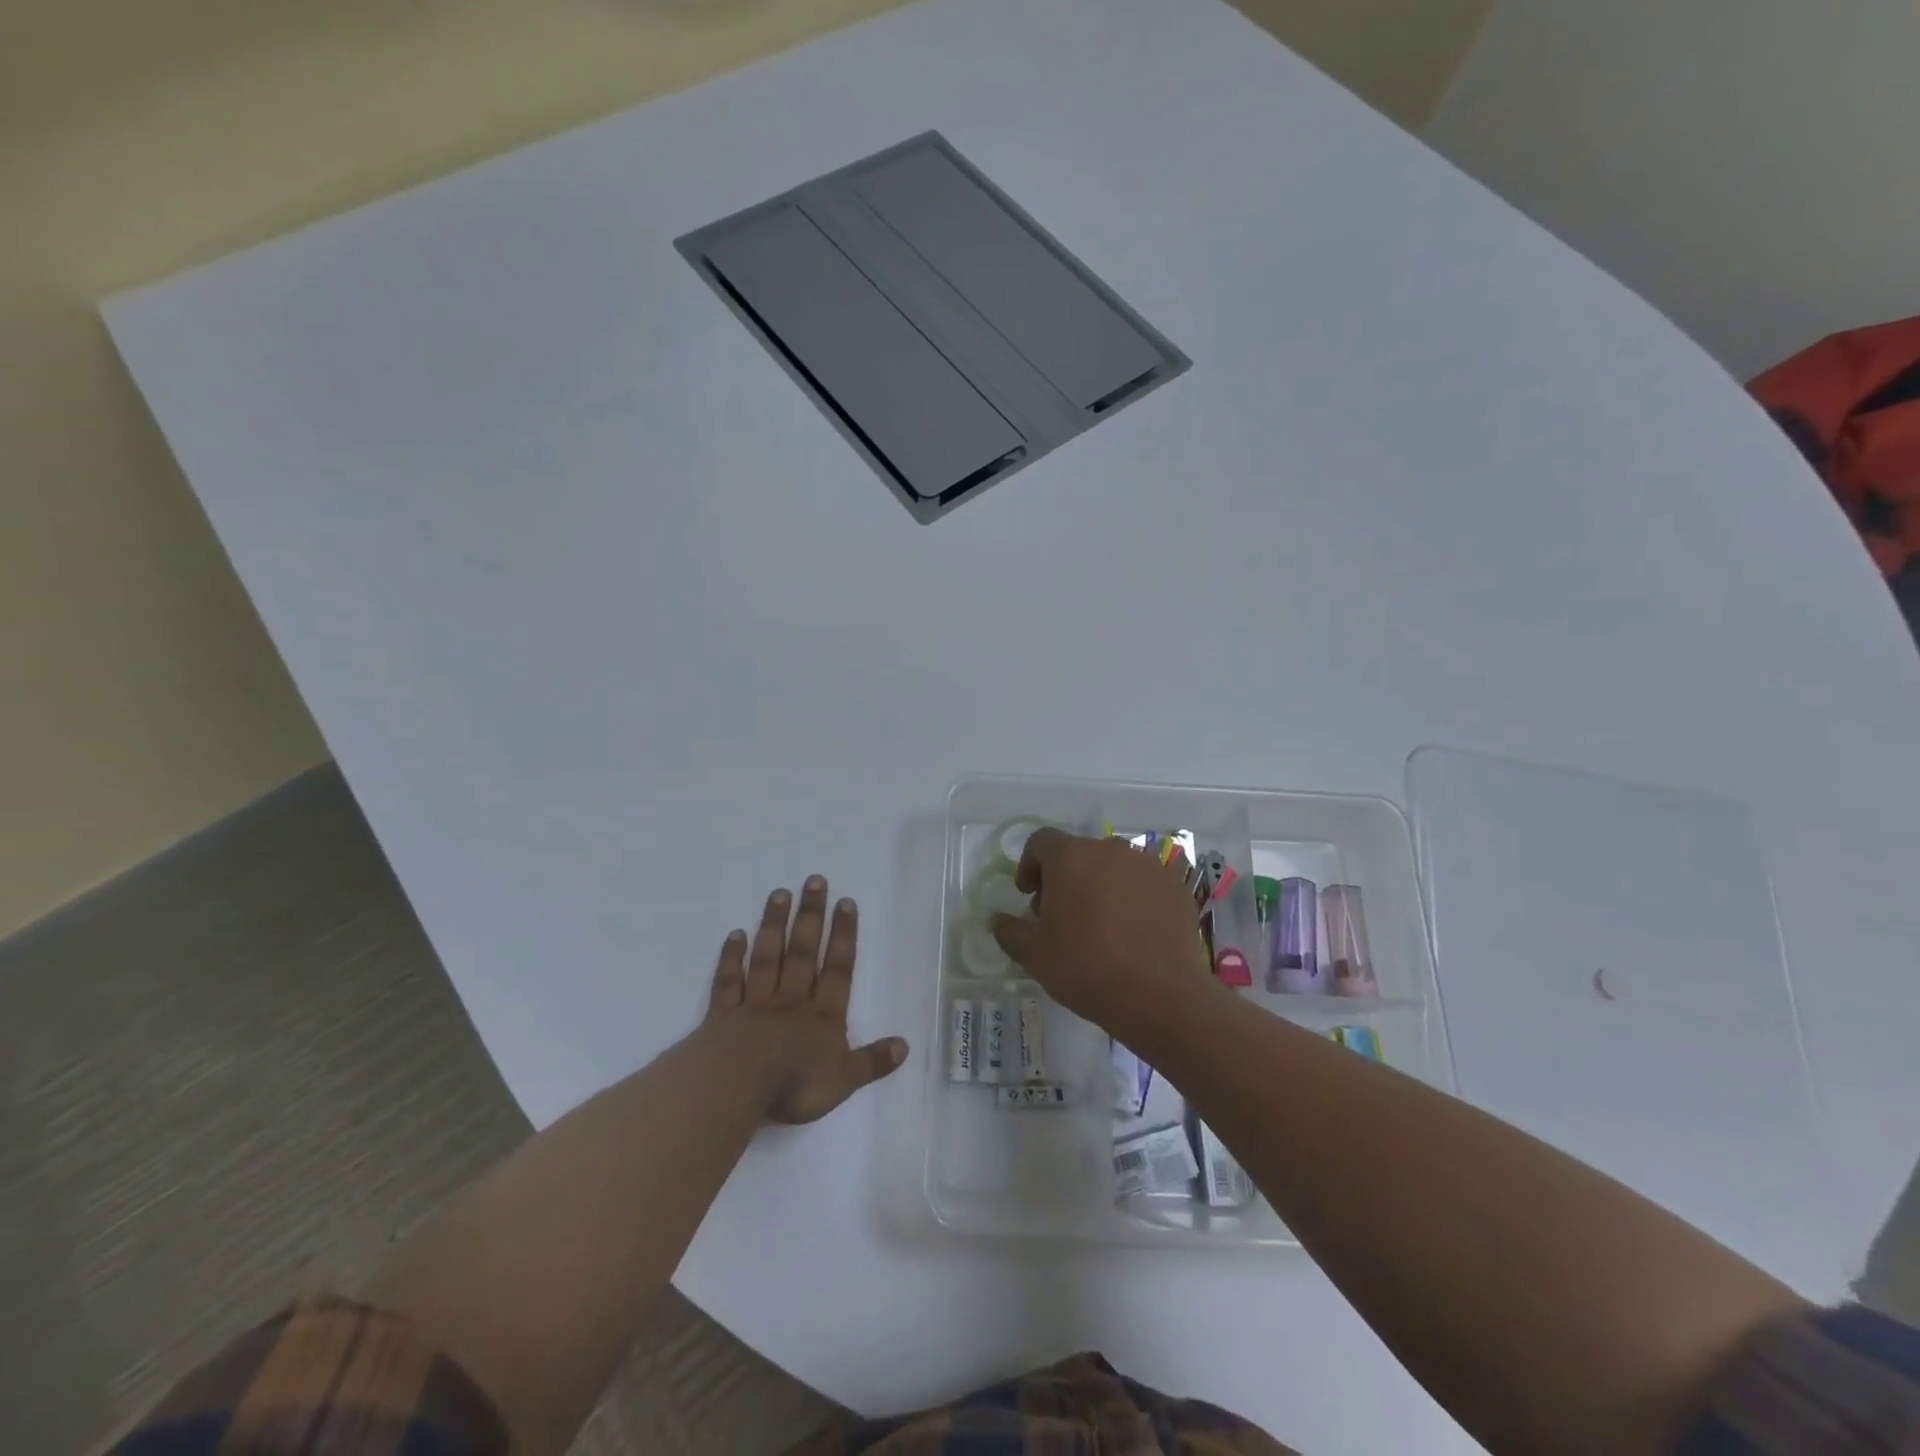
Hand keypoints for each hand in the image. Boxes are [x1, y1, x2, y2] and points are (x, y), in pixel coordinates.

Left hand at [702, 876, 908, 1123]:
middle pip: (802, 952)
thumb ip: (872, 1062)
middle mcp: (791, 1000)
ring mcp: (756, 1004)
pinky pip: (729, 981)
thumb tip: (904, 1046)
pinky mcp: (724, 1014)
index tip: (845, 902)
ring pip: (767, 957)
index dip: (844, 935)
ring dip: (774, 925)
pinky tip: (735, 934)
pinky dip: (731, 957)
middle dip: (810, 916)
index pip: (838, 968)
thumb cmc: (793, 1085)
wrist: (735, 1087)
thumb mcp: (843, 1080)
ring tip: (779, 893)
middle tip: (814, 880)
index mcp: (822, 1015)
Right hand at [990, 829, 1216, 1039]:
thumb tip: (998, 921)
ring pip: (1113, 866)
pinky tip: (1132, 932)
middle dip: (1065, 877)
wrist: (1158, 995)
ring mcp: (1147, 866)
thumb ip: (1010, 931)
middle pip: (1079, 853)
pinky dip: (1132, 898)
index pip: (1041, 841)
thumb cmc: (1085, 968)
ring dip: (1100, 885)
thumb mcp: (1034, 955)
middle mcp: (1110, 850)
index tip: (1029, 896)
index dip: (1029, 865)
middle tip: (1061, 915)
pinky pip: (1143, 883)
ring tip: (1100, 925)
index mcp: (1071, 857)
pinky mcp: (1175, 887)